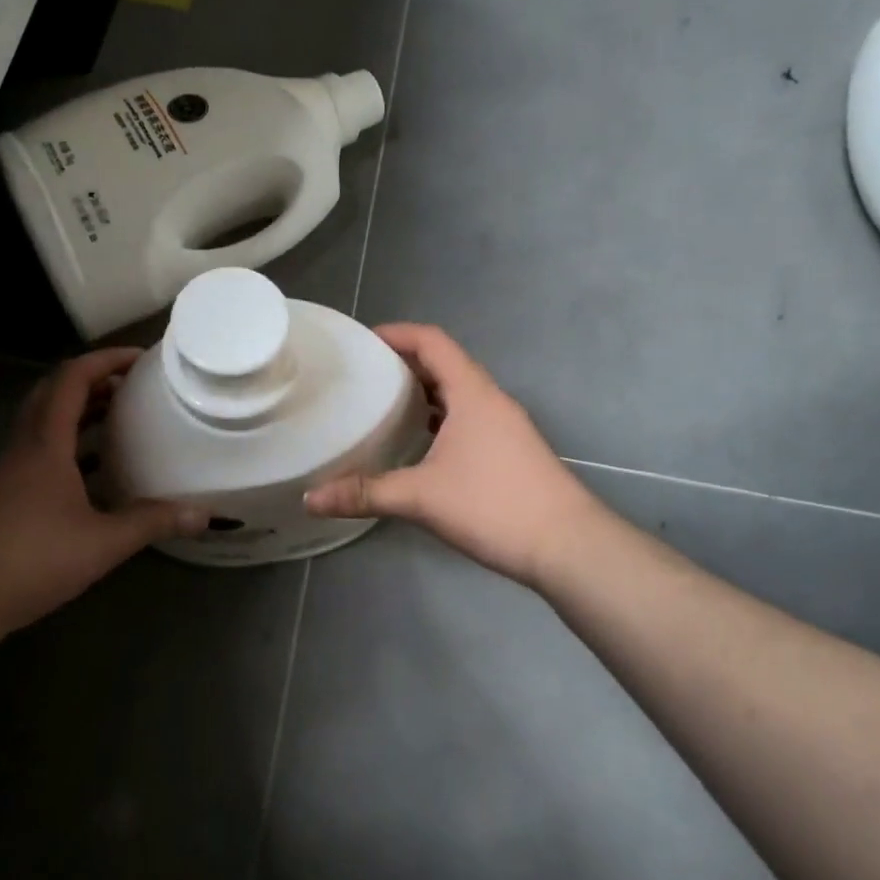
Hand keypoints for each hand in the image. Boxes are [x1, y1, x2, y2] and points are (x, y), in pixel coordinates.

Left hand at [0, 348, 207, 643]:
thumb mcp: (101, 543)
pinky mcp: (4, 496)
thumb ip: (152, 523)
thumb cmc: (30, 561)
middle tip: (132, 385)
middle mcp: (24, 448)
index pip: (71, 379)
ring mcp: (9, 472)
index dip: (105, 360)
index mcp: (45, 444)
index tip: (141, 358)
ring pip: (44, 422)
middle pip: (53, 393)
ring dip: (79, 410)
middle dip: (94, 380)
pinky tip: (93, 471)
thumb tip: (205, 514)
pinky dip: (68, 444)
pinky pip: (39, 450)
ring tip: (119, 416)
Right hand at [304, 325, 606, 588]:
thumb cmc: (494, 506)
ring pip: (458, 394)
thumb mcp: (422, 497)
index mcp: (472, 393)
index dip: (397, 333)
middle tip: (364, 375)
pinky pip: (468, 419)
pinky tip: (420, 445)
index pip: (432, 341)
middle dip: (405, 363)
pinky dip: (440, 419)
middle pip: (445, 364)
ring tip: (384, 405)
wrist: (568, 546)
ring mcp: (505, 426)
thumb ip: (364, 493)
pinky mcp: (511, 452)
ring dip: (424, 393)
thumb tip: (310, 497)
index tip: (362, 341)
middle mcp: (491, 400)